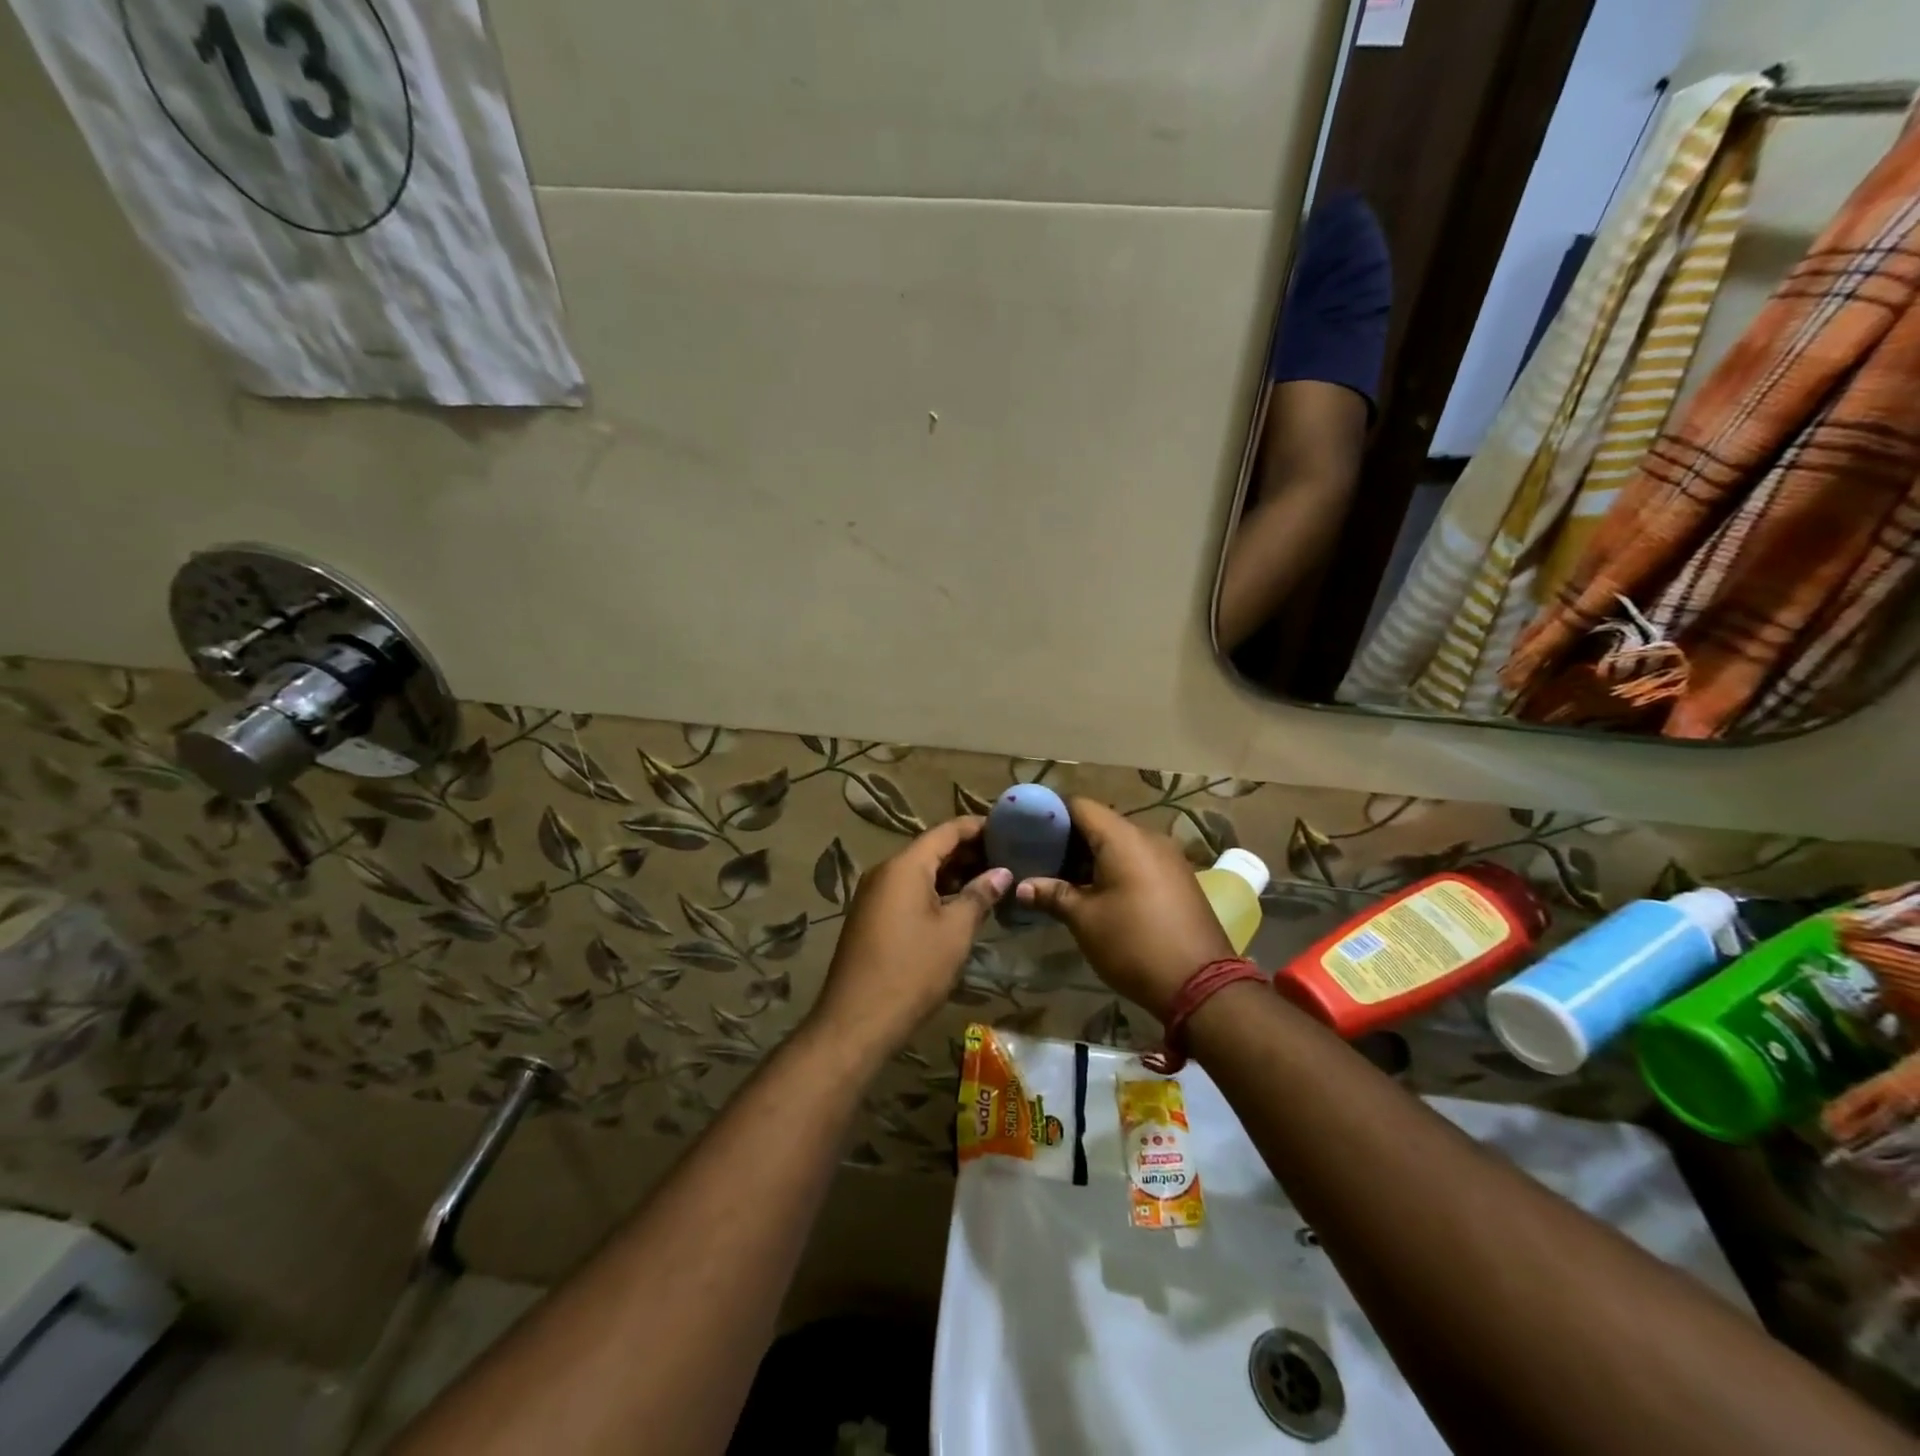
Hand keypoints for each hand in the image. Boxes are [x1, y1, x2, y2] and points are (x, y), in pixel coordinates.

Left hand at [807, 817, 1010, 1060]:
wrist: (857, 1020)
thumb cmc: (913, 970)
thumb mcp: (955, 932)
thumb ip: (979, 895)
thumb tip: (1002, 873)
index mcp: (905, 866)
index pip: (947, 831)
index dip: (978, 827)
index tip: (1009, 828)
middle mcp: (885, 871)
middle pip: (932, 849)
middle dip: (969, 851)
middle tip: (1008, 857)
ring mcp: (875, 895)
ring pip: (920, 872)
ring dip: (953, 874)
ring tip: (992, 881)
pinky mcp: (872, 917)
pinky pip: (908, 891)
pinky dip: (936, 892)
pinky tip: (961, 906)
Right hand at [1016, 798, 1231, 1021]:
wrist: (1202, 986)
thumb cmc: (1134, 944)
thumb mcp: (1085, 920)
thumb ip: (1053, 895)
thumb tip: (1022, 887)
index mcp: (1123, 838)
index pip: (1079, 805)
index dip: (1050, 814)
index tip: (1026, 830)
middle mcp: (1148, 837)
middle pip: (1099, 823)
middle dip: (1067, 839)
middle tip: (1038, 859)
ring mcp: (1168, 858)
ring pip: (1119, 844)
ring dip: (1090, 857)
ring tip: (1061, 879)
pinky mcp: (1178, 879)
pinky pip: (1138, 860)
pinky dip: (1114, 868)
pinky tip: (1095, 893)